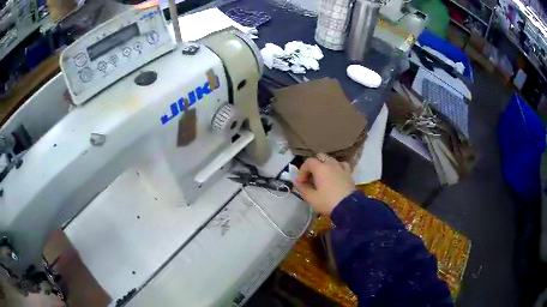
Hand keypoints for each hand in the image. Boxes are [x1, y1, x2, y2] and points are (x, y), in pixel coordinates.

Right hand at [294, 153, 355, 214]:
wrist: (349, 207)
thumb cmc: (328, 202)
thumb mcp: (311, 198)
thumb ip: (302, 188)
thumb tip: (297, 182)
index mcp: (320, 168)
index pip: (308, 162)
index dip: (302, 171)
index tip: (300, 182)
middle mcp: (331, 164)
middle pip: (320, 157)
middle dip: (313, 165)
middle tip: (310, 178)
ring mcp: (341, 168)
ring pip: (331, 160)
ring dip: (324, 166)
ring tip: (322, 177)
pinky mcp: (349, 174)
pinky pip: (341, 165)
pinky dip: (336, 168)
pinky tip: (335, 175)